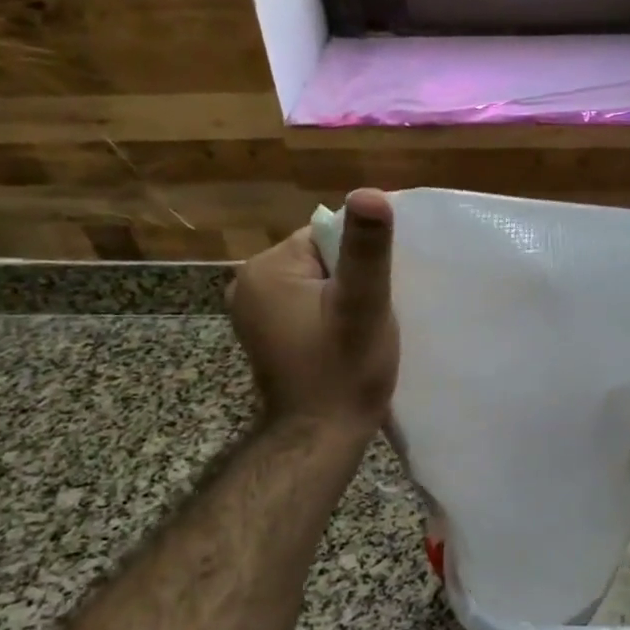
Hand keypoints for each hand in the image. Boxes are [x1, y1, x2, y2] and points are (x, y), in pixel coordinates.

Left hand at [228, 189, 399, 434]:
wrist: (319, 438)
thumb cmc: (345, 371)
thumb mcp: (364, 304)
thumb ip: (368, 249)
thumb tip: (371, 192)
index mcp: (267, 268)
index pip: (327, 236)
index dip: (362, 259)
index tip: (381, 290)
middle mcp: (248, 283)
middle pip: (321, 257)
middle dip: (352, 278)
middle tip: (373, 313)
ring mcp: (253, 309)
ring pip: (316, 280)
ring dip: (343, 297)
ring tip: (361, 328)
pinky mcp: (265, 331)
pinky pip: (306, 302)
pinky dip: (328, 313)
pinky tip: (344, 338)